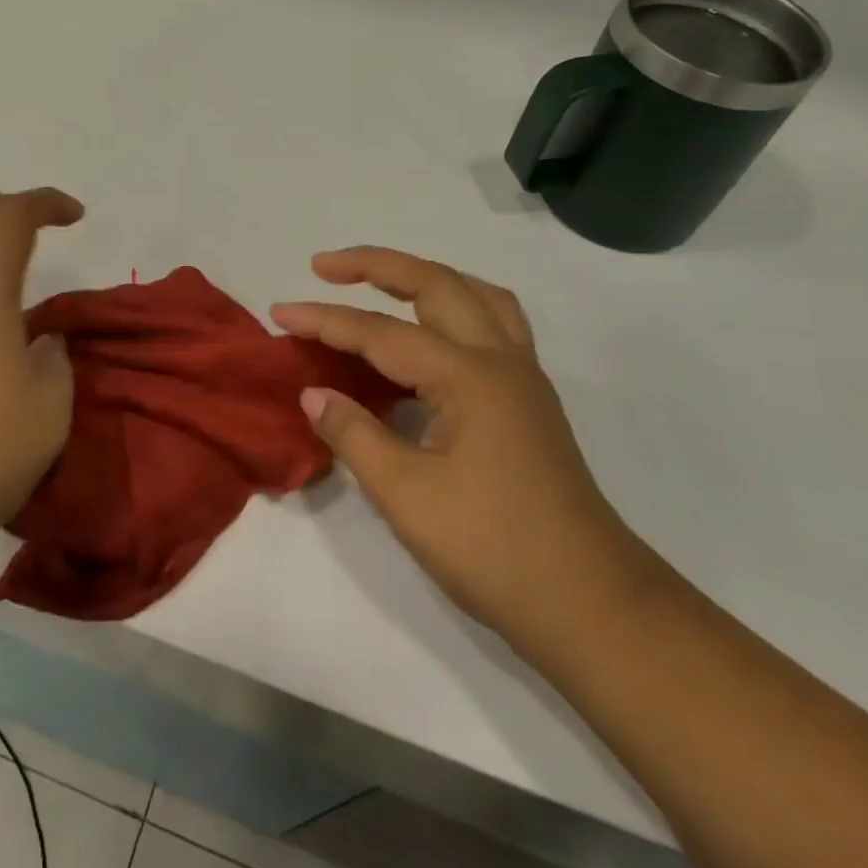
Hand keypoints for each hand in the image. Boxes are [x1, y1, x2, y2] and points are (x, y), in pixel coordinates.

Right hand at [272, 248, 645, 661]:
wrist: (589, 603)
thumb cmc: (493, 550)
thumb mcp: (406, 495)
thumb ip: (353, 434)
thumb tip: (313, 393)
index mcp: (468, 376)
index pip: (381, 333)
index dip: (325, 320)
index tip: (278, 314)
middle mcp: (500, 359)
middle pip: (435, 284)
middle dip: (376, 265)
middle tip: (323, 266)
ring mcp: (522, 375)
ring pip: (474, 294)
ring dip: (423, 276)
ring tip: (381, 280)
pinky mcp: (530, 398)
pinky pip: (494, 321)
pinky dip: (457, 304)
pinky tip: (434, 328)